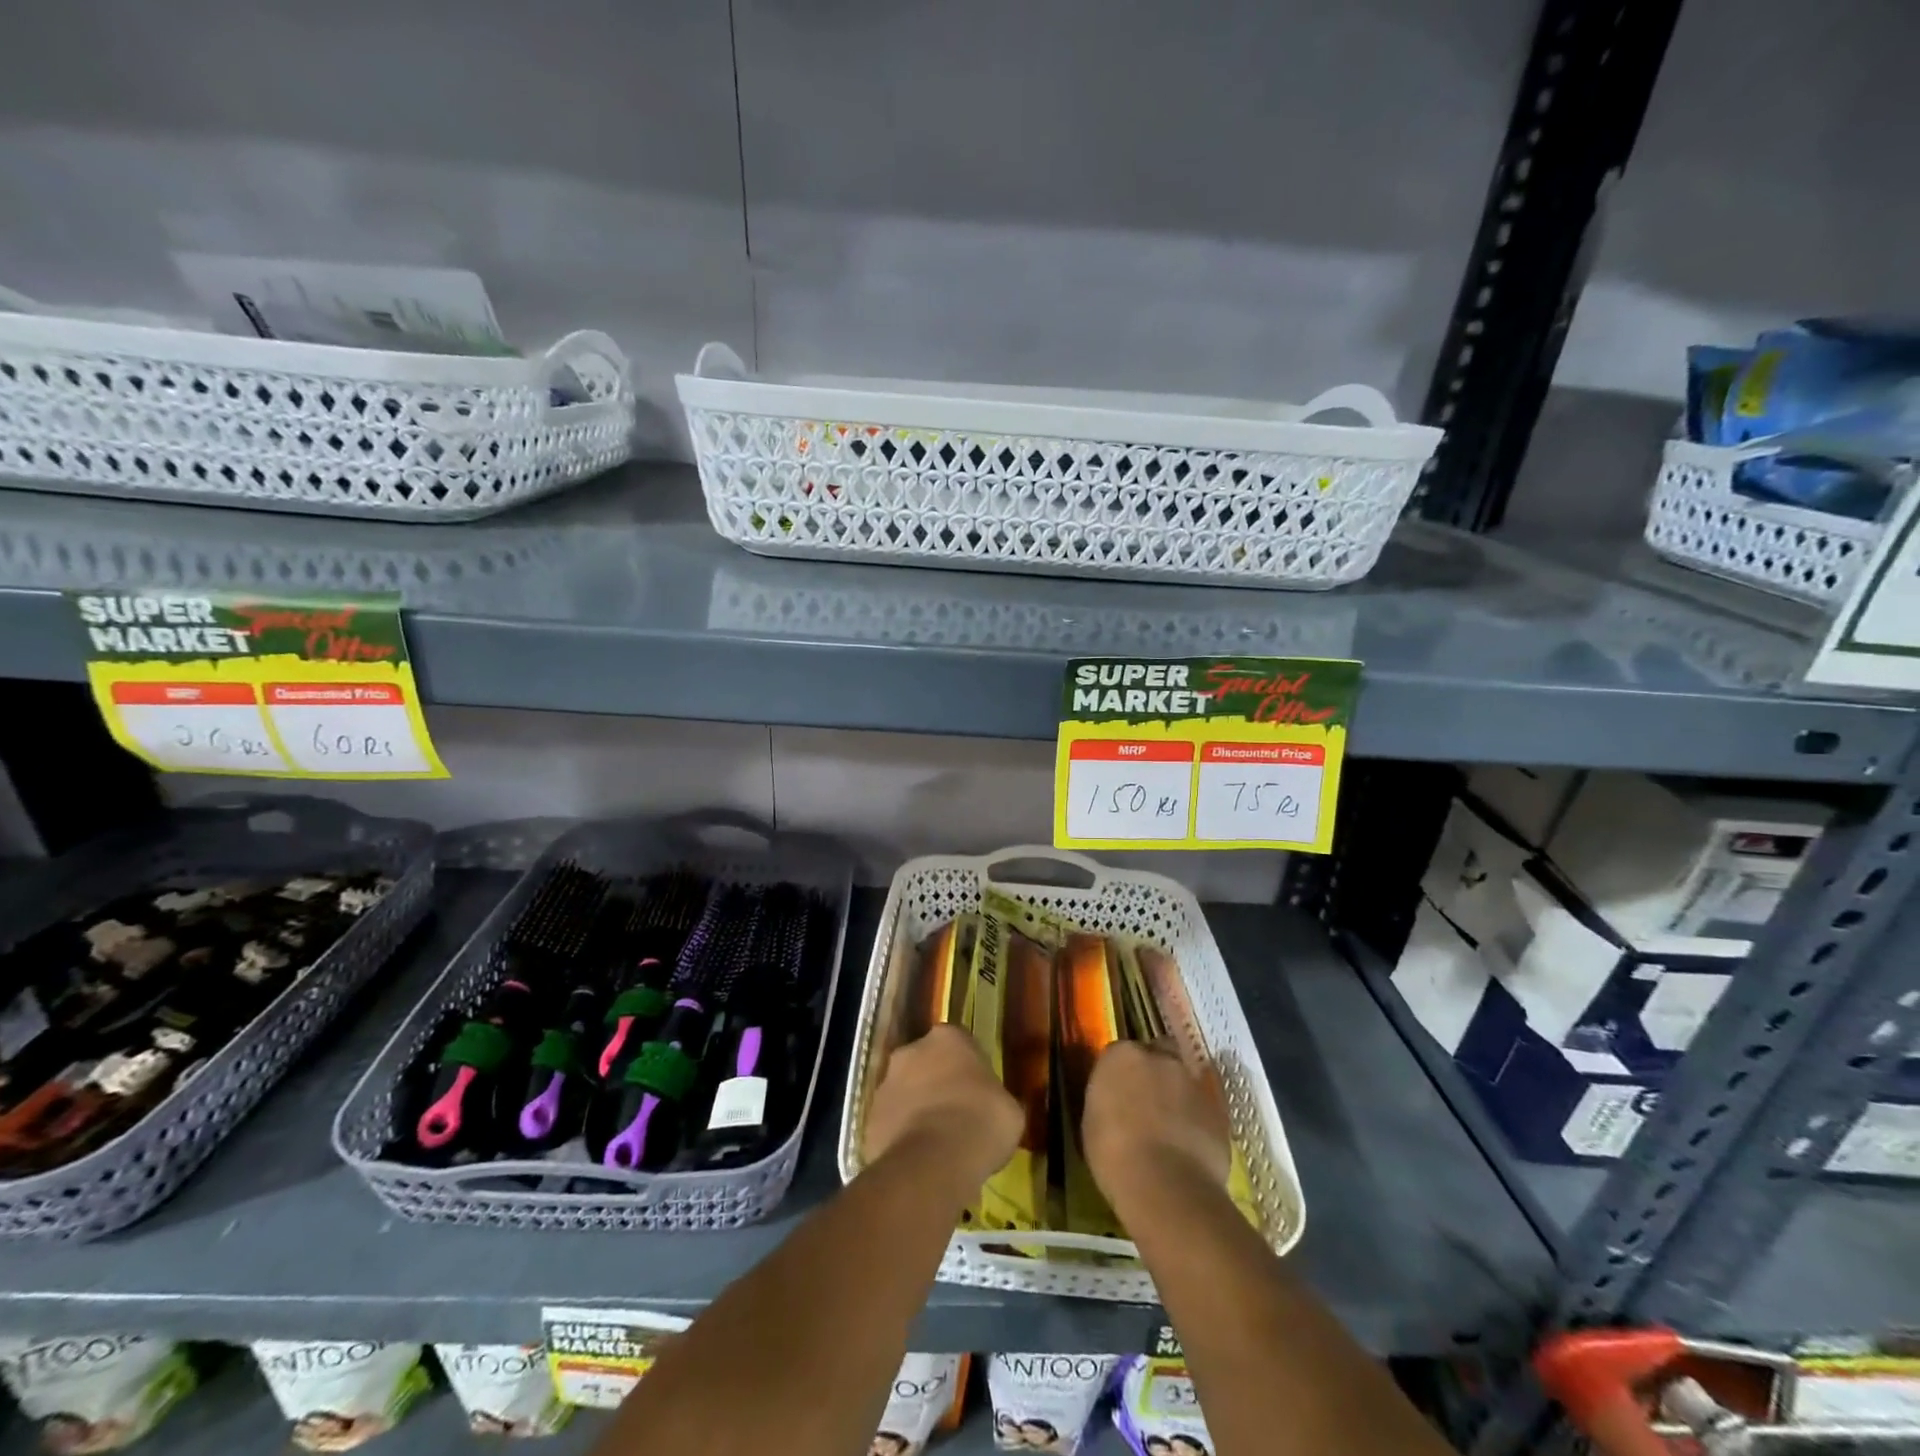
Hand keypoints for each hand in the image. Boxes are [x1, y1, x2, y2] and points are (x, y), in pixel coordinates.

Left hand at [864, 1025, 1021, 1196]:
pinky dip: (901, 1136)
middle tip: (956, 1116)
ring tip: (937, 1144)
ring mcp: (885, 1084)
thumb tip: (993, 1107)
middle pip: (926, 1063)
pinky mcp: (869, 1119)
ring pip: (905, 1092)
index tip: (978, 1094)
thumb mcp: (1009, 1109)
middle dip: (937, 1084)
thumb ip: (995, 1098)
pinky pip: (891, 1123)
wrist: (933, 1162)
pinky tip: (919, 1160)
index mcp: (948, 1038)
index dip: (969, 1070)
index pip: (959, 1045)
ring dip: (917, 1110)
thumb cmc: (981, 1123)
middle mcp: (911, 1050)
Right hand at [1082, 1040, 1231, 1204]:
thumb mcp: (1094, 1120)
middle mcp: (1159, 1057)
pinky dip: (1198, 1116)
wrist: (1165, 1185)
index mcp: (1121, 1056)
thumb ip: (1108, 1098)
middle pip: (1158, 1054)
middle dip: (1154, 1071)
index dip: (1122, 1073)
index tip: (1119, 1093)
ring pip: (1185, 1077)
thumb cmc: (1113, 1153)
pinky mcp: (1220, 1108)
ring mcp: (1192, 1080)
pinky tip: (1191, 1142)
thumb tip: (1118, 1101)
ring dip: (1178, 1092)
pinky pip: (1205, 1105)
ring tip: (1172, 1124)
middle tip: (1148, 1101)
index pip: (1121, 1053)